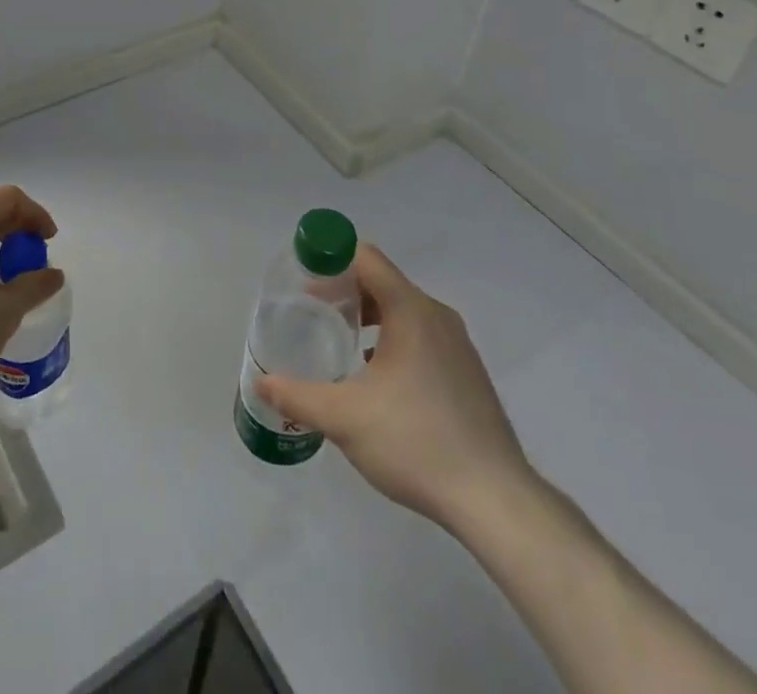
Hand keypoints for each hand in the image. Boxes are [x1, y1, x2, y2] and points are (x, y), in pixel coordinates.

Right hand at [258, 244, 533, 529]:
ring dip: (369, 317)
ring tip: (340, 343)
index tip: (303, 280)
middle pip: (383, 282)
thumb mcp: (344, 418)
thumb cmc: (416, 442)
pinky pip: (422, 336)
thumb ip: (298, 396)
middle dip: (345, 291)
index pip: (366, 258)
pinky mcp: (467, 372)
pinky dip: (393, 340)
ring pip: (403, 311)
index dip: (331, 260)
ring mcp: (457, 344)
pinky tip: (376, 379)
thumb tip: (261, 383)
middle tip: (312, 313)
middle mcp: (436, 316)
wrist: (495, 499)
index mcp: (410, 310)